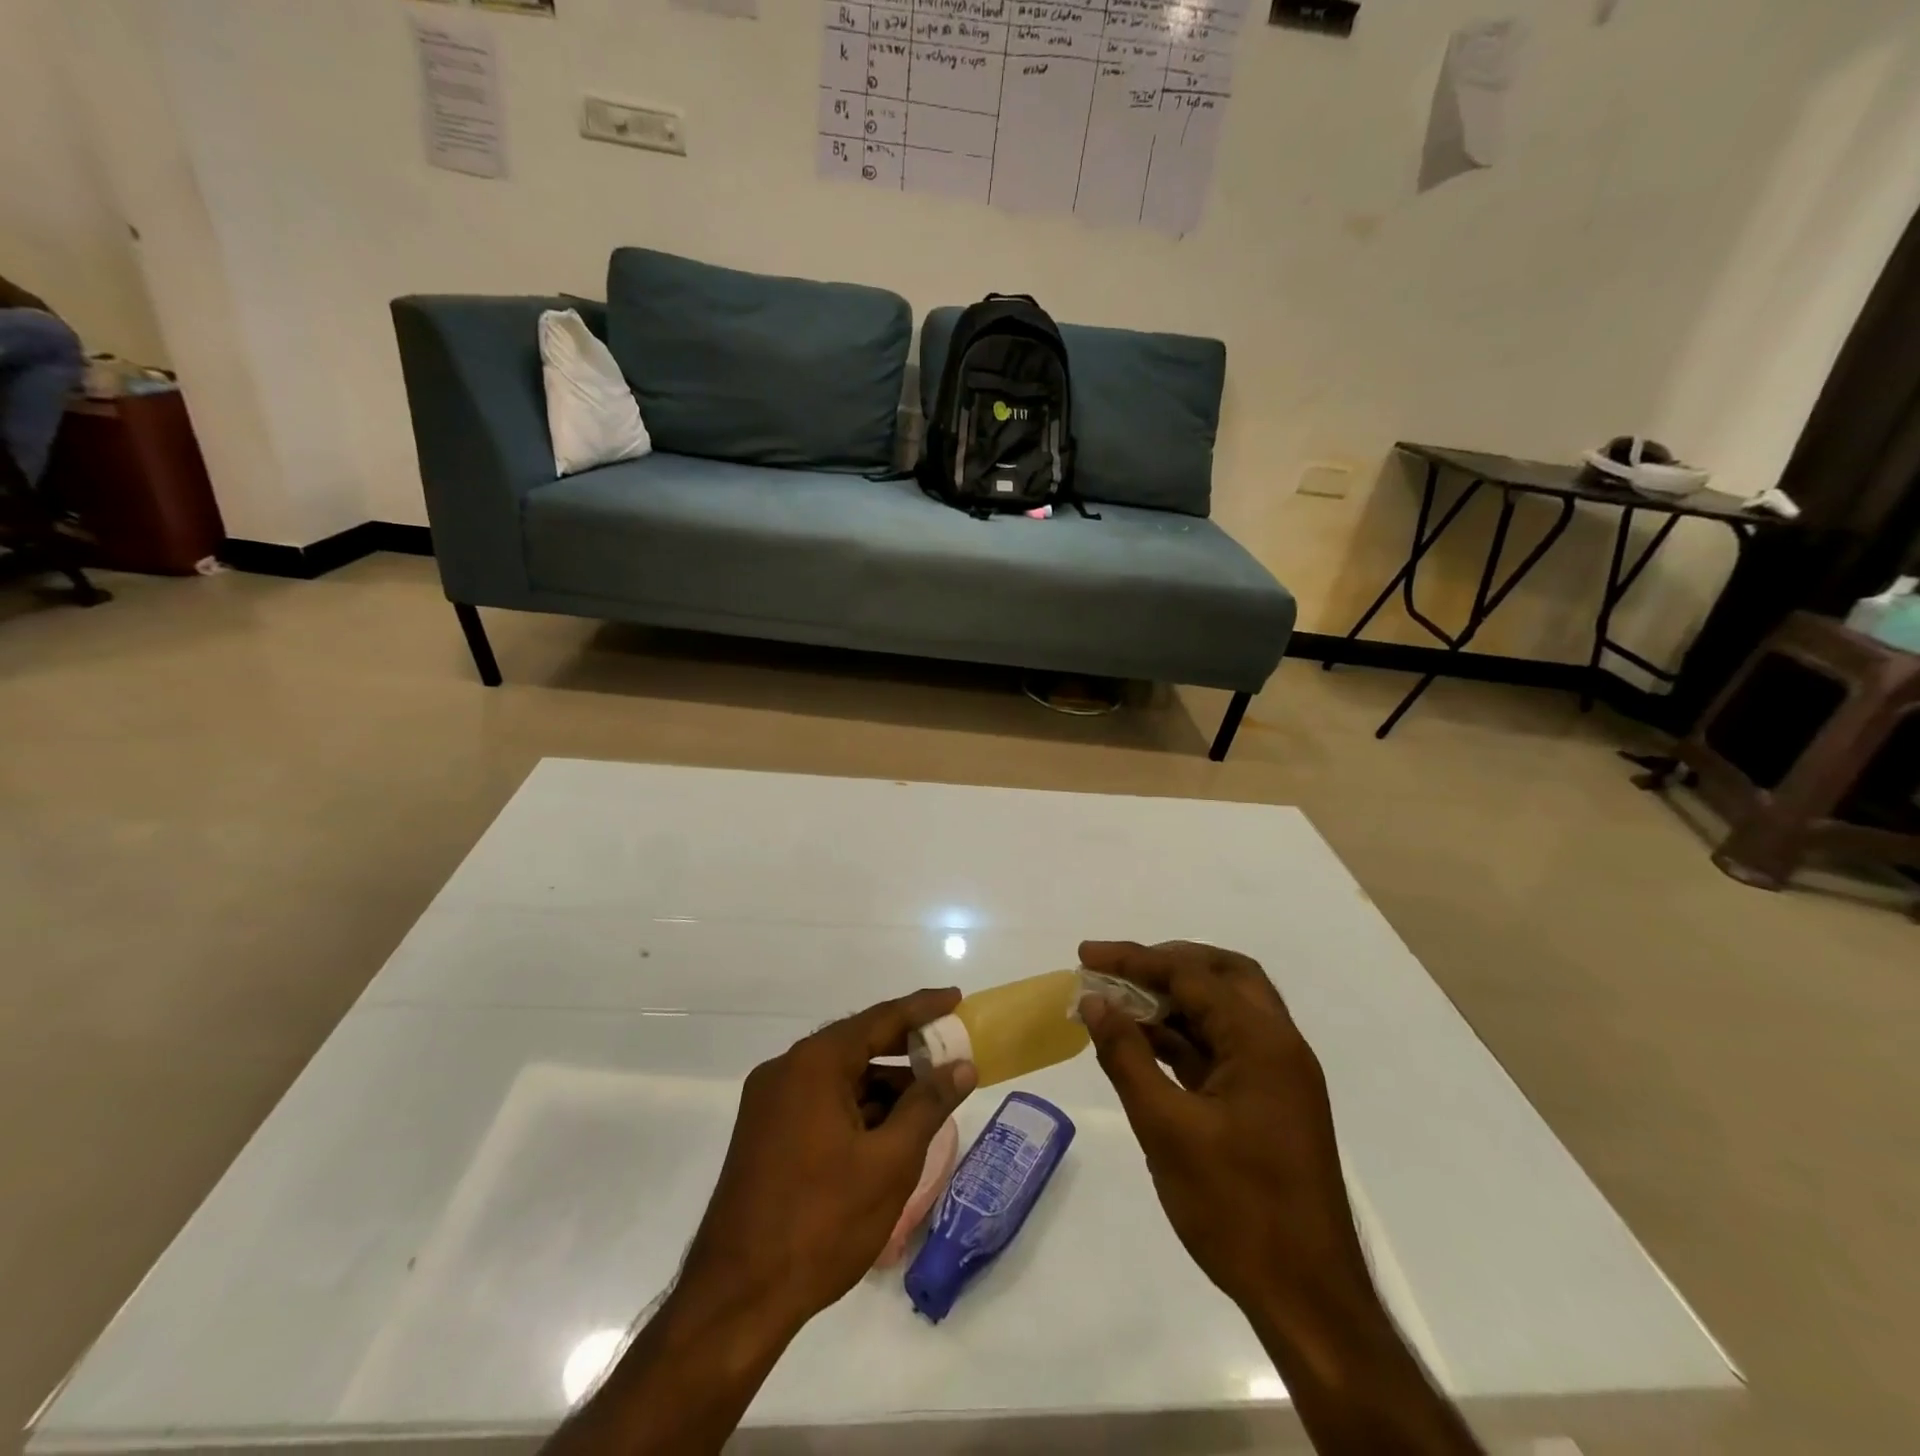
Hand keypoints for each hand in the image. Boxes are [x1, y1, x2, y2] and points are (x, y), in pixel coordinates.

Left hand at [678, 988, 977, 1337]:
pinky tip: (887, 1132)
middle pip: (857, 1044)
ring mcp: (770, 1102)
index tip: (956, 999)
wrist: (737, 1299)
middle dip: (906, 1050)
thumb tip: (962, 1065)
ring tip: (928, 1101)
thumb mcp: (890, 1162)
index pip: (880, 1019)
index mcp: (814, 1064)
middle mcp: (787, 1070)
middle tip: (950, 1051)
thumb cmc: (821, 1222)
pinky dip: (857, 1107)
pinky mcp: (765, 1132)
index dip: (923, 1008)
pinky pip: (821, 1101)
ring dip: (883, 1084)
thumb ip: (929, 1104)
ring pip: (840, 1076)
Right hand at [1076, 940, 1364, 1323]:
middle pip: (1222, 975)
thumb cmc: (1237, 1208)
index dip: (1135, 960)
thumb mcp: (1167, 1128)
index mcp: (1262, 1041)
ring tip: (1120, 1003)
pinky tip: (1146, 1044)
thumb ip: (1127, 1056)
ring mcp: (1278, 1075)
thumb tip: (1094, 1001)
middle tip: (1116, 970)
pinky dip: (1185, 1036)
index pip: (1192, 975)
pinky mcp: (1269, 1103)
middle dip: (1165, 964)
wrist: (1308, 1301)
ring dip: (1174, 1000)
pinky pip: (1224, 1047)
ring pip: (1224, 1010)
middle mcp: (1278, 1045)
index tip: (1087, 956)